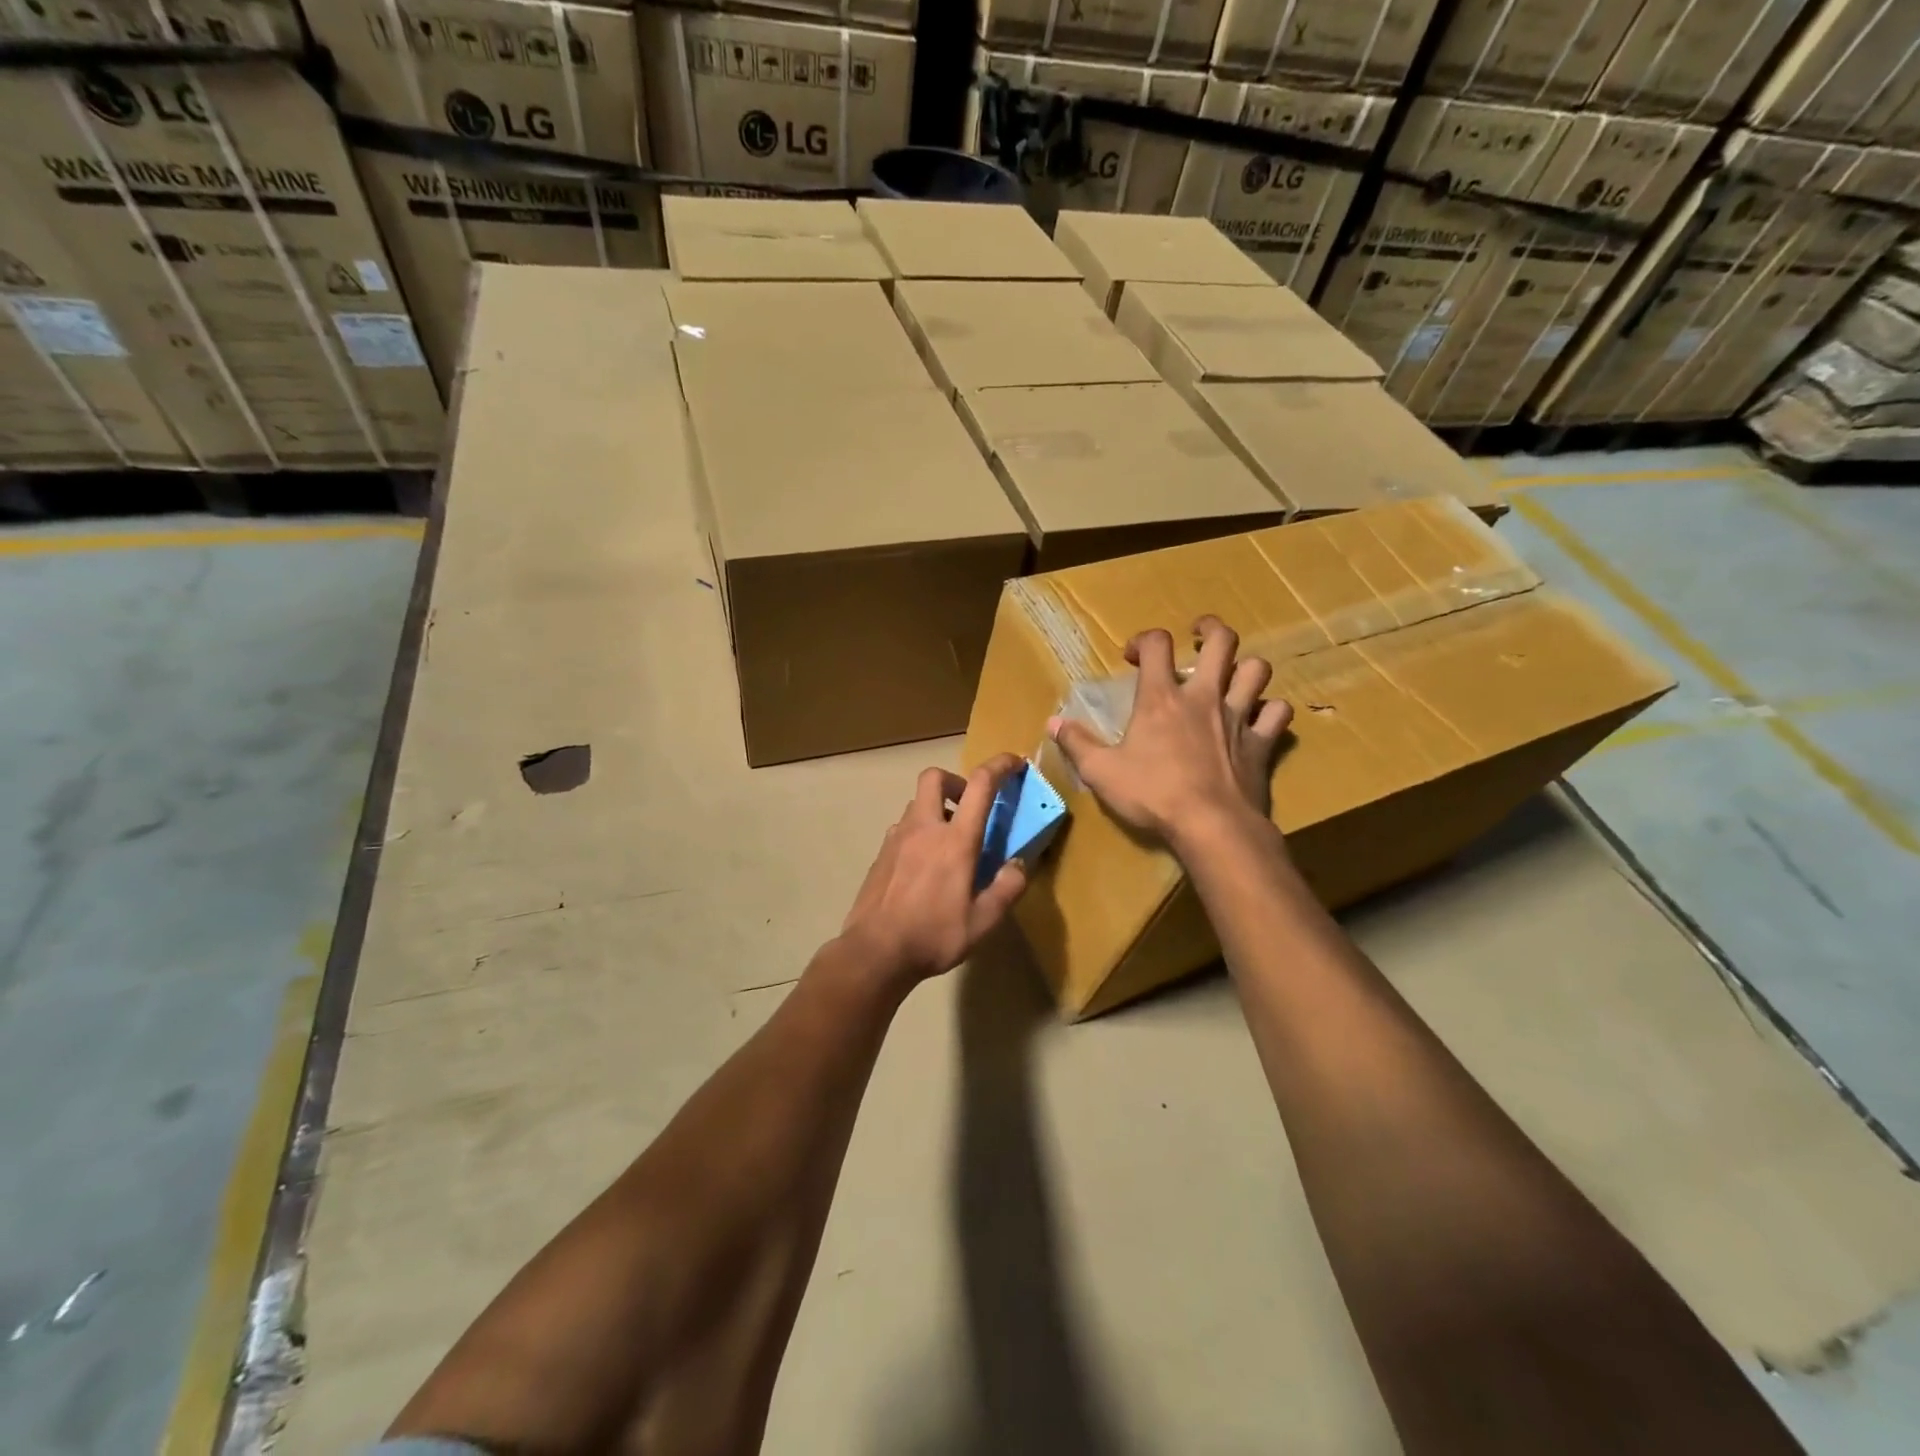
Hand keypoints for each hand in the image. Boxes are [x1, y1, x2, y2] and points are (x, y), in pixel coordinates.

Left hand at [837, 755, 1028, 986]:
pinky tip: (924, 865)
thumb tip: (1019, 864)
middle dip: (956, 780)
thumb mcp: (983, 921)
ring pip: (916, 804)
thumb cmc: (934, 935)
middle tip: (970, 805)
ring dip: (936, 809)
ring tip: (949, 842)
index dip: (1000, 765)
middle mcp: (924, 828)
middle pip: (934, 777)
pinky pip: (903, 829)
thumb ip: (1007, 888)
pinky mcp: (880, 854)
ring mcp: (897, 839)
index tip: (1014, 762)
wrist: (875, 952)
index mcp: (955, 840)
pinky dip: (919, 832)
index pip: (981, 785)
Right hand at [1048, 616, 1292, 851]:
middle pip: (1222, 642)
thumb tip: (1053, 722)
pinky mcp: (1262, 743)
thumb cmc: (1152, 795)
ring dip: (1245, 667)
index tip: (1132, 656)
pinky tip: (1260, 717)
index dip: (1144, 639)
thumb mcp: (1101, 772)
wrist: (1210, 826)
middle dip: (1211, 629)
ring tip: (1232, 675)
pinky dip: (1271, 710)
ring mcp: (1239, 717)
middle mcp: (1204, 697)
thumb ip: (1077, 743)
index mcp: (1162, 698)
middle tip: (1199, 634)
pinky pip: (1278, 713)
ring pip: (1257, 670)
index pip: (1157, 644)